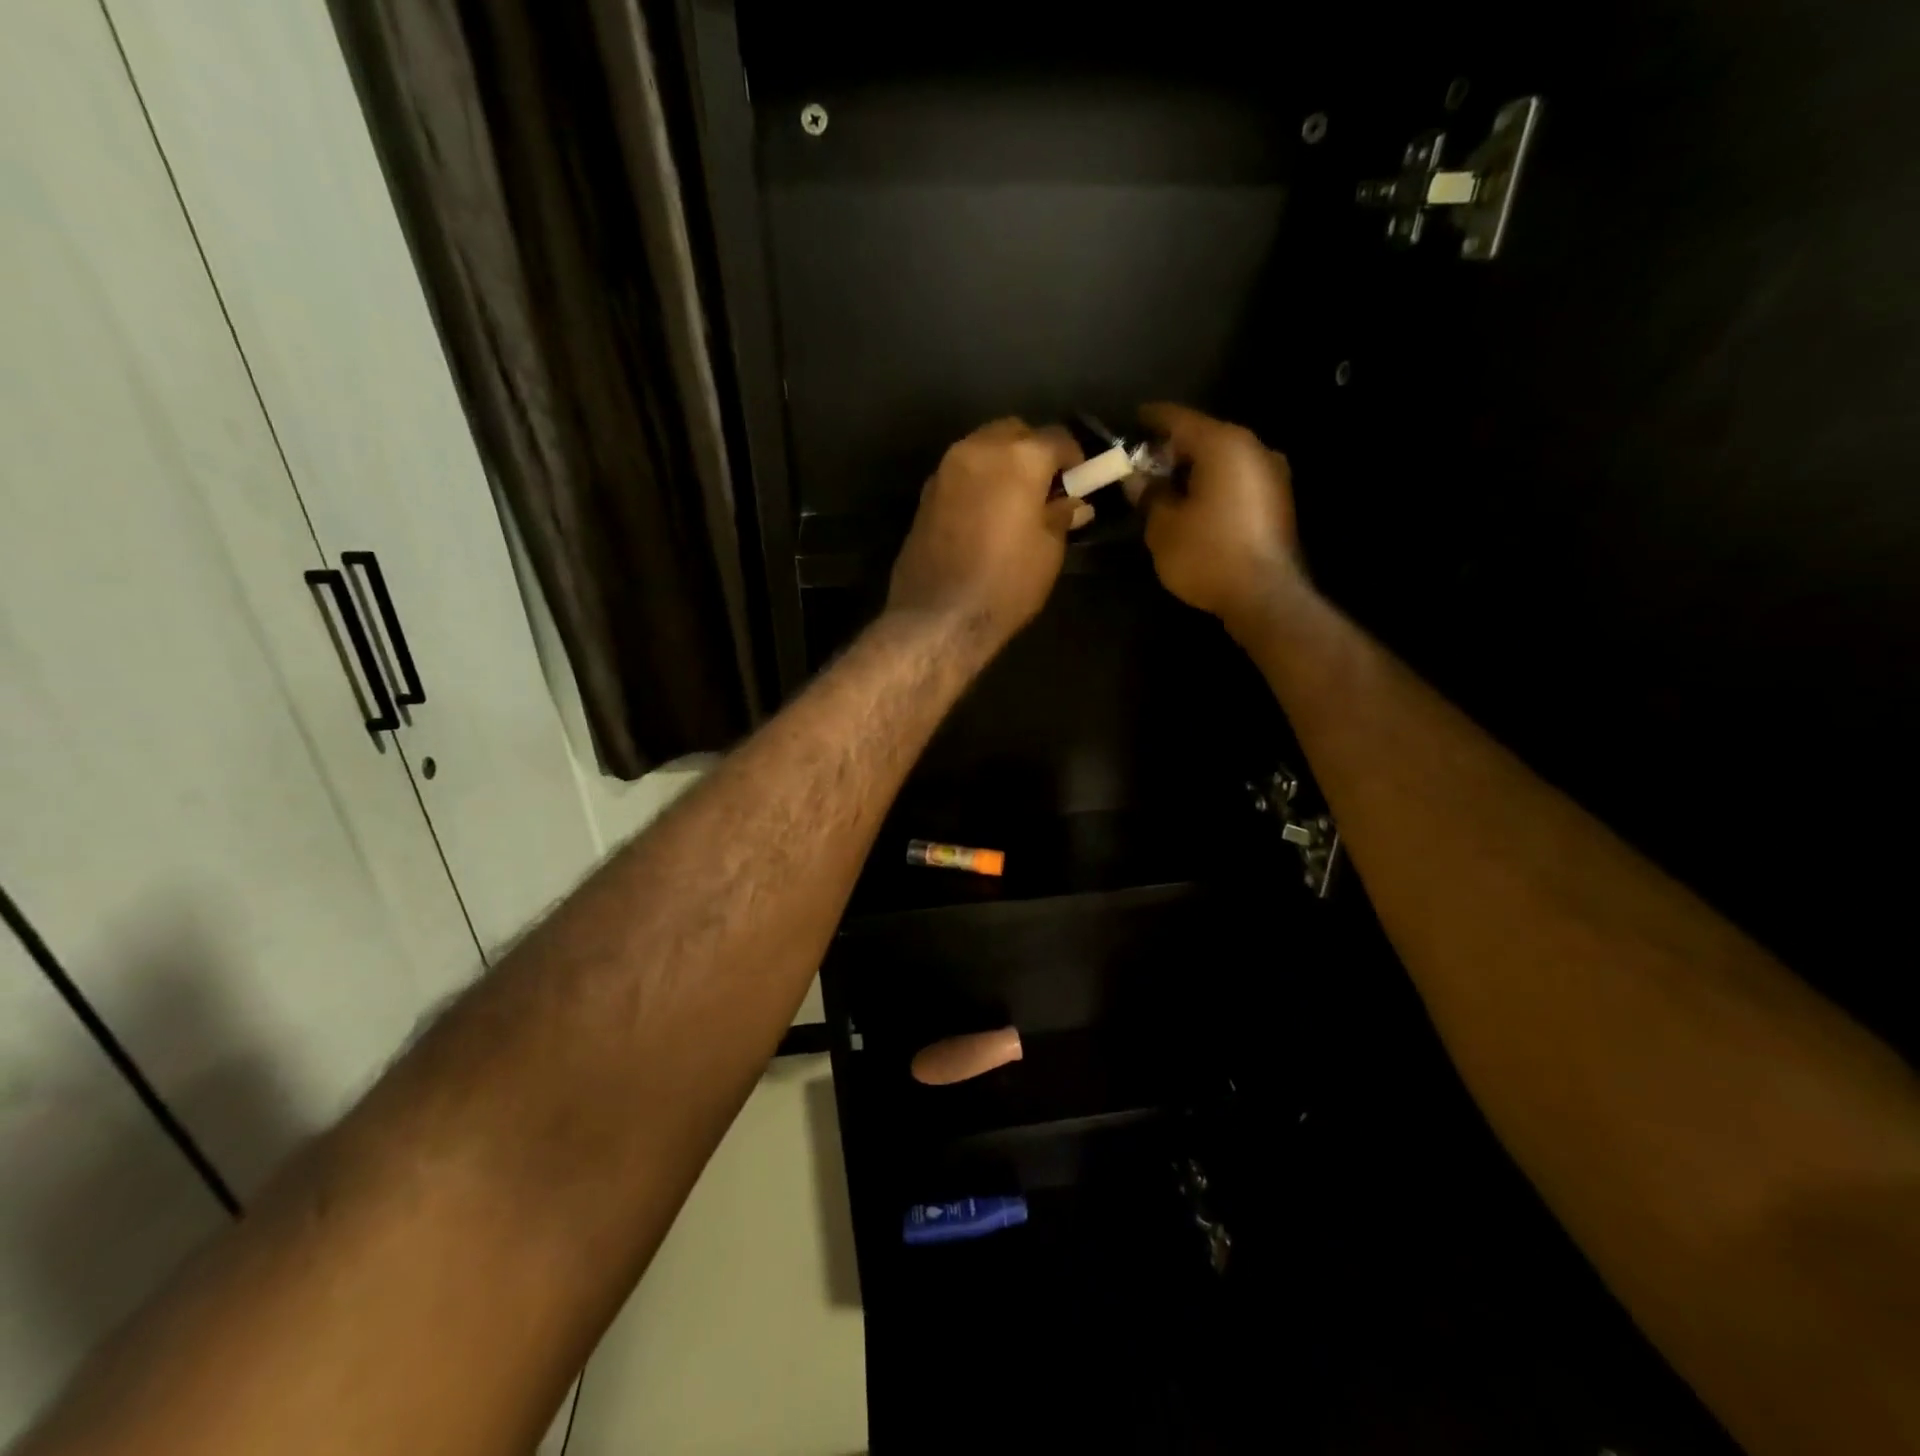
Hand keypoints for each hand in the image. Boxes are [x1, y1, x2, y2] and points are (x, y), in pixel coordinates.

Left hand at [887, 418, 1085, 646]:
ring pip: (983, 448)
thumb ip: (1061, 517)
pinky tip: (986, 513)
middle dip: (1034, 451)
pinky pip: (962, 472)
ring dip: (1003, 463)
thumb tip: (1073, 503)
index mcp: (1019, 457)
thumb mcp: (1048, 552)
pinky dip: (979, 481)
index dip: (1074, 457)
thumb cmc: (1005, 584)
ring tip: (1015, 500)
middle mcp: (979, 449)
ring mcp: (946, 469)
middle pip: (1015, 432)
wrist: (937, 617)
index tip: (1081, 480)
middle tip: (1046, 487)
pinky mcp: (926, 493)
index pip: (1057, 438)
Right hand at [1136, 403, 1304, 639]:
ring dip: (1194, 469)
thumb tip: (1137, 478)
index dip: (1150, 419)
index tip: (1131, 422)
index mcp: (1223, 444)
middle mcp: (1253, 448)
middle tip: (1142, 464)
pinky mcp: (1278, 500)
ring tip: (1166, 487)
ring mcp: (1272, 473)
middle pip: (1204, 436)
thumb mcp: (1162, 526)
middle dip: (1172, 448)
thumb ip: (1148, 494)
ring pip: (1222, 459)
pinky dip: (1213, 484)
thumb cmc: (1207, 554)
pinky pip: (1236, 479)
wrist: (1264, 595)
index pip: (1178, 418)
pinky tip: (1194, 504)